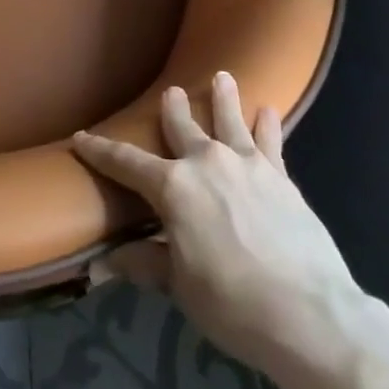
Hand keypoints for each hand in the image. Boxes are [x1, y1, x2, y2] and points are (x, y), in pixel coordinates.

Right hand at [73, 72, 368, 383]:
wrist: (306, 312)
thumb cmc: (231, 303)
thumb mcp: (180, 287)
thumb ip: (147, 263)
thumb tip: (108, 260)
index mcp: (173, 188)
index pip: (126, 163)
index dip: (101, 151)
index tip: (82, 137)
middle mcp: (206, 163)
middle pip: (182, 128)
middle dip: (173, 109)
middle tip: (171, 91)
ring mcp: (247, 164)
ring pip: (229, 120)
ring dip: (224, 98)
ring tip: (222, 76)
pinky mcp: (281, 176)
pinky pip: (270, 141)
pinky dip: (267, 124)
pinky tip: (268, 110)